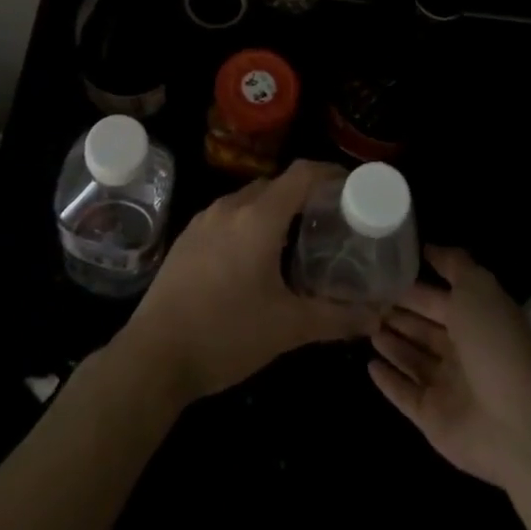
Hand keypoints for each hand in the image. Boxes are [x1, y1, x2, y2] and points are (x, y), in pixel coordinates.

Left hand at [114, 160, 375, 404]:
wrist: (153, 356)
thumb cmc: (226, 335)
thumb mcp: (288, 329)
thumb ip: (336, 317)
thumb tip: (377, 315)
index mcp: (258, 217)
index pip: (301, 174)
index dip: (329, 173)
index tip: (352, 187)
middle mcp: (230, 207)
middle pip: (276, 184)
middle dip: (305, 196)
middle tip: (330, 222)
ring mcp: (204, 220)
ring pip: (249, 200)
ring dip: (275, 211)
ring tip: (298, 241)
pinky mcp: (187, 238)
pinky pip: (228, 216)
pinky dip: (250, 224)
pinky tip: (256, 259)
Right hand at [368, 245, 530, 491]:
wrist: (519, 422)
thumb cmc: (496, 343)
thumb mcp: (477, 287)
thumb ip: (453, 264)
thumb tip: (427, 248)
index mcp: (473, 321)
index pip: (435, 300)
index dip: (411, 287)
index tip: (380, 274)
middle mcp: (460, 353)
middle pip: (422, 329)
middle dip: (397, 314)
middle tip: (364, 300)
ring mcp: (447, 388)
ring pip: (411, 359)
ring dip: (390, 343)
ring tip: (363, 326)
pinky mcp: (433, 419)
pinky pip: (405, 396)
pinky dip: (388, 382)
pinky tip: (369, 365)